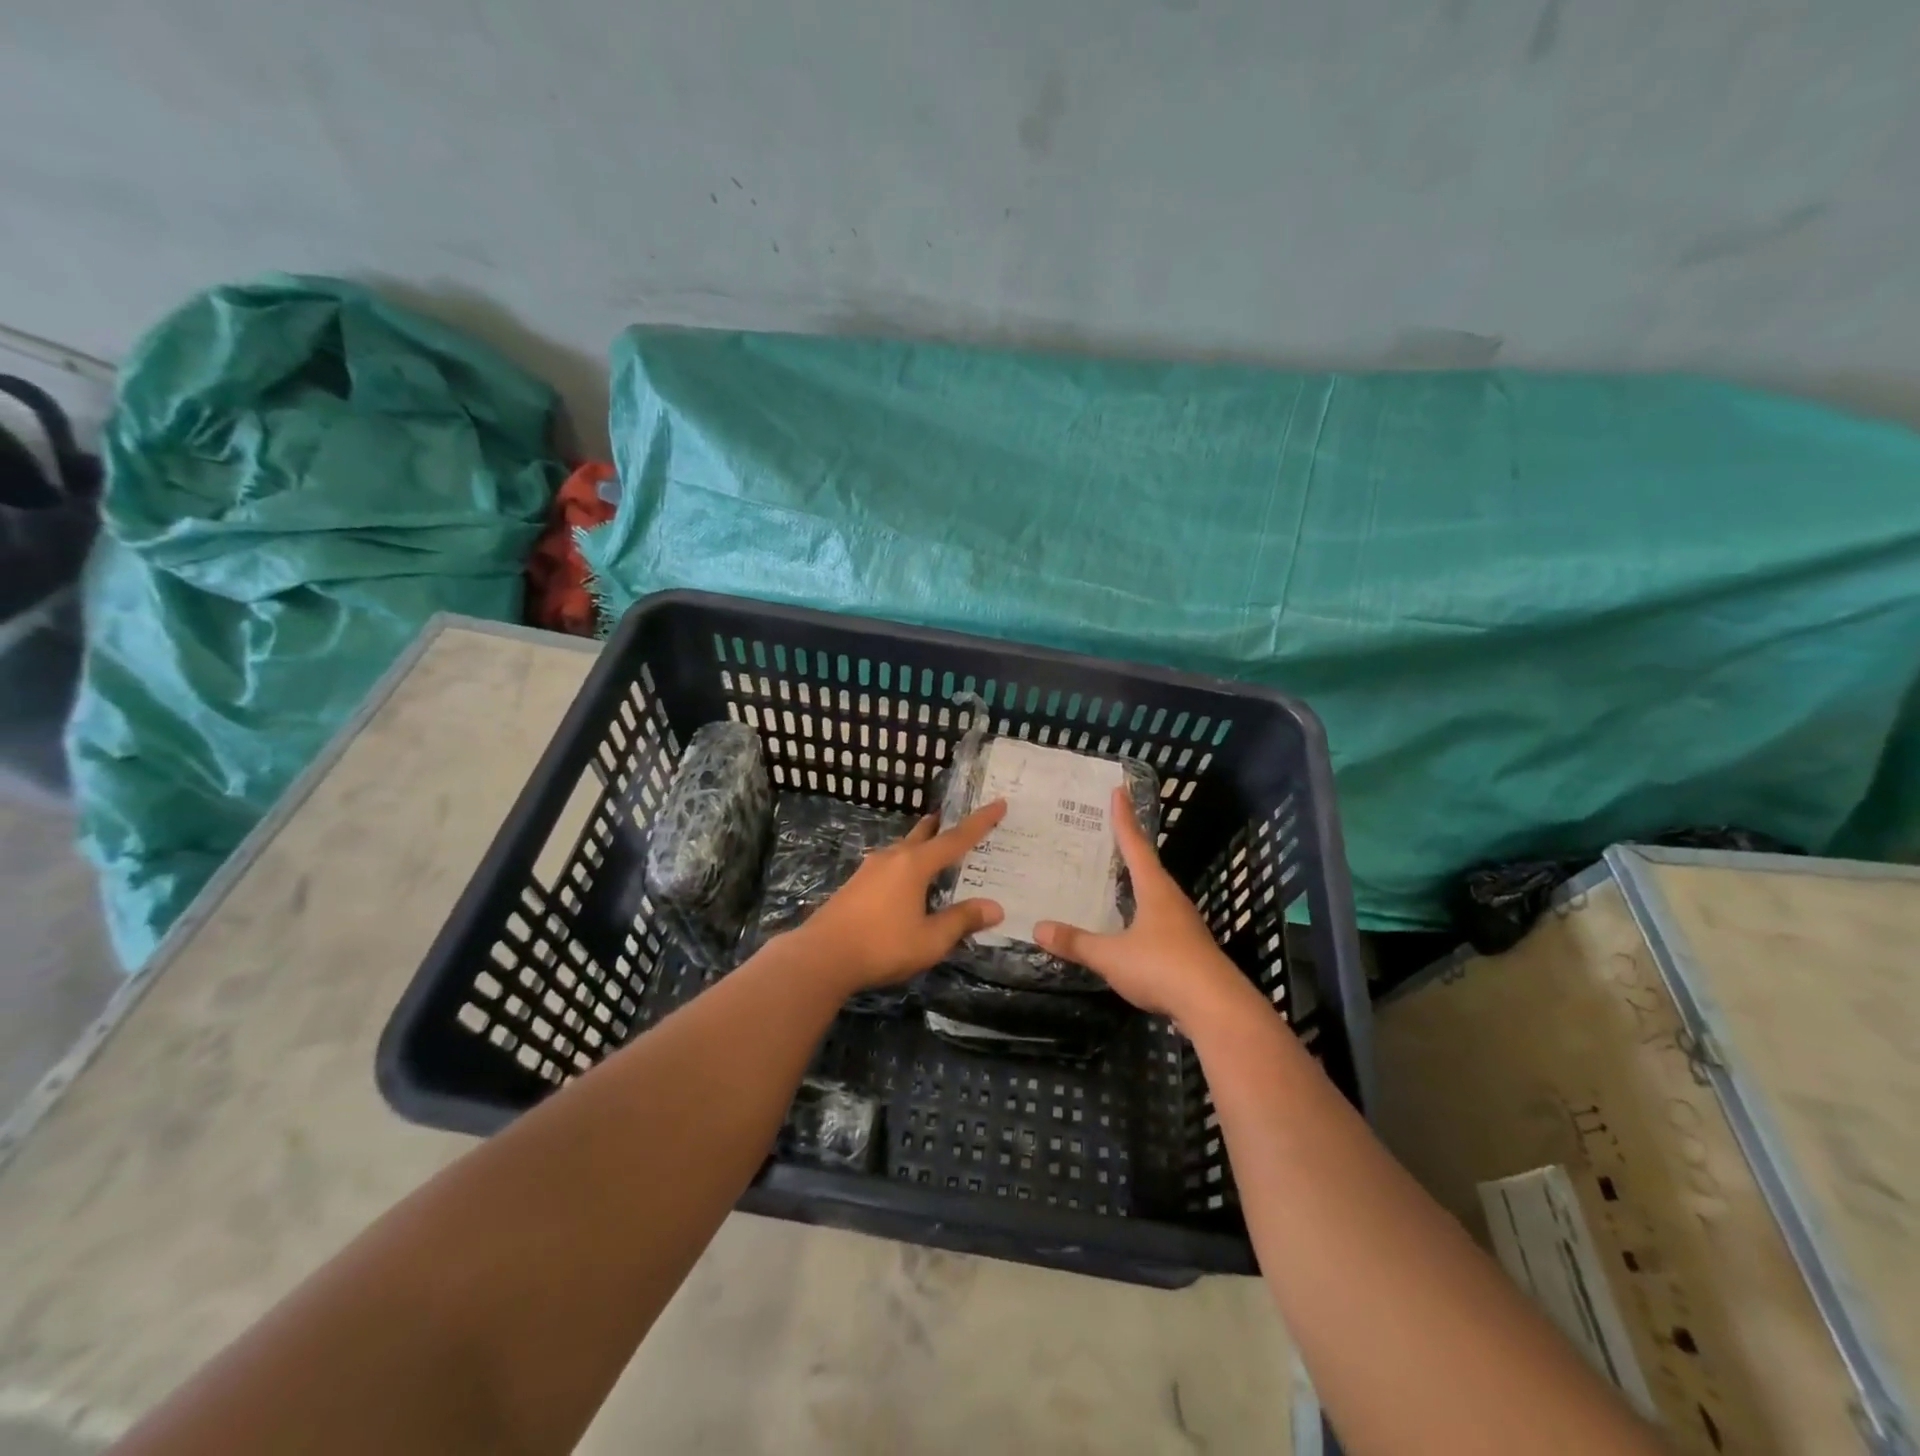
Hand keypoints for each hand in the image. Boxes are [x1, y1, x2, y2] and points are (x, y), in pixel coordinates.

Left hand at [790, 801, 1006, 991]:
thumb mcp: (930, 940)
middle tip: (958, 820)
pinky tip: (905, 880)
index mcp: (915, 865)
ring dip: (921, 844)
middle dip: (943, 826)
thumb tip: (994, 908)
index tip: (998, 803)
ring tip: (934, 849)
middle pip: (924, 834)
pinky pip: (889, 864)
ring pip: (903, 848)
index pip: (956, 839)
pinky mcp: (855, 884)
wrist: (822, 956)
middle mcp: (893, 858)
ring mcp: (870, 869)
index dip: (980, 823)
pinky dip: (906, 863)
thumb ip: (961, 920)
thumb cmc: (882, 945)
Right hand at [1035, 786, 1253, 1025]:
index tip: (1118, 791)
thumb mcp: (1111, 956)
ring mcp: (1184, 925)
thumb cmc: (1162, 968)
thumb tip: (1038, 928)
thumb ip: (1076, 943)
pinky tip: (1132, 925)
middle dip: (1130, 847)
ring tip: (1117, 875)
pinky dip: (1142, 912)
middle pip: (1149, 866)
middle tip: (1109, 832)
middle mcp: (1172, 900)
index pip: (1135, 845)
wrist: (1215, 1007)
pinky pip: (1160, 920)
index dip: (1124, 819)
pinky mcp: (1189, 949)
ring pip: (1156, 894)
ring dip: (1138, 881)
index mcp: (1155, 890)